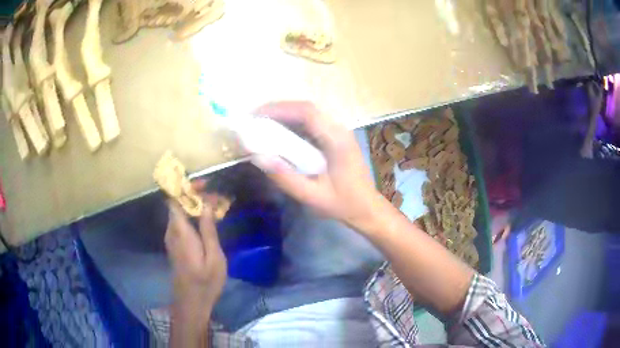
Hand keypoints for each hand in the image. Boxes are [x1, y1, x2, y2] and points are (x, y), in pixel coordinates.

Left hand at [165, 182, 226, 319]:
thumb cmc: (205, 281)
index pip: (175, 199)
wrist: (191, 301)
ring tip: (216, 208)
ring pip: (179, 212)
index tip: (206, 185)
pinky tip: (207, 223)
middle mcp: (171, 231)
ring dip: (195, 205)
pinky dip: (192, 216)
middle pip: (177, 203)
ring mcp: (171, 238)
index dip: (187, 187)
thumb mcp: (214, 257)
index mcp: (180, 231)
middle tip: (217, 199)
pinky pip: (180, 222)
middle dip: (195, 195)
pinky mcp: (174, 244)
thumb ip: (208, 229)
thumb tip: (206, 204)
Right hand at [251, 101, 386, 230]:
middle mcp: (340, 130)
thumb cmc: (342, 204)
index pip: (307, 112)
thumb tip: (258, 156)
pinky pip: (312, 123)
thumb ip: (285, 177)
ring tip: (263, 125)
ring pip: (309, 113)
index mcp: (337, 140)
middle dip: (279, 110)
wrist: (367, 208)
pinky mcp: (337, 137)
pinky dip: (293, 124)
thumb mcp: (311, 196)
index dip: (279, 109)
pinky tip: (280, 134)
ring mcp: (340, 132)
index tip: (256, 116)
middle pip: (307, 108)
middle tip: (255, 120)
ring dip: (285, 115)